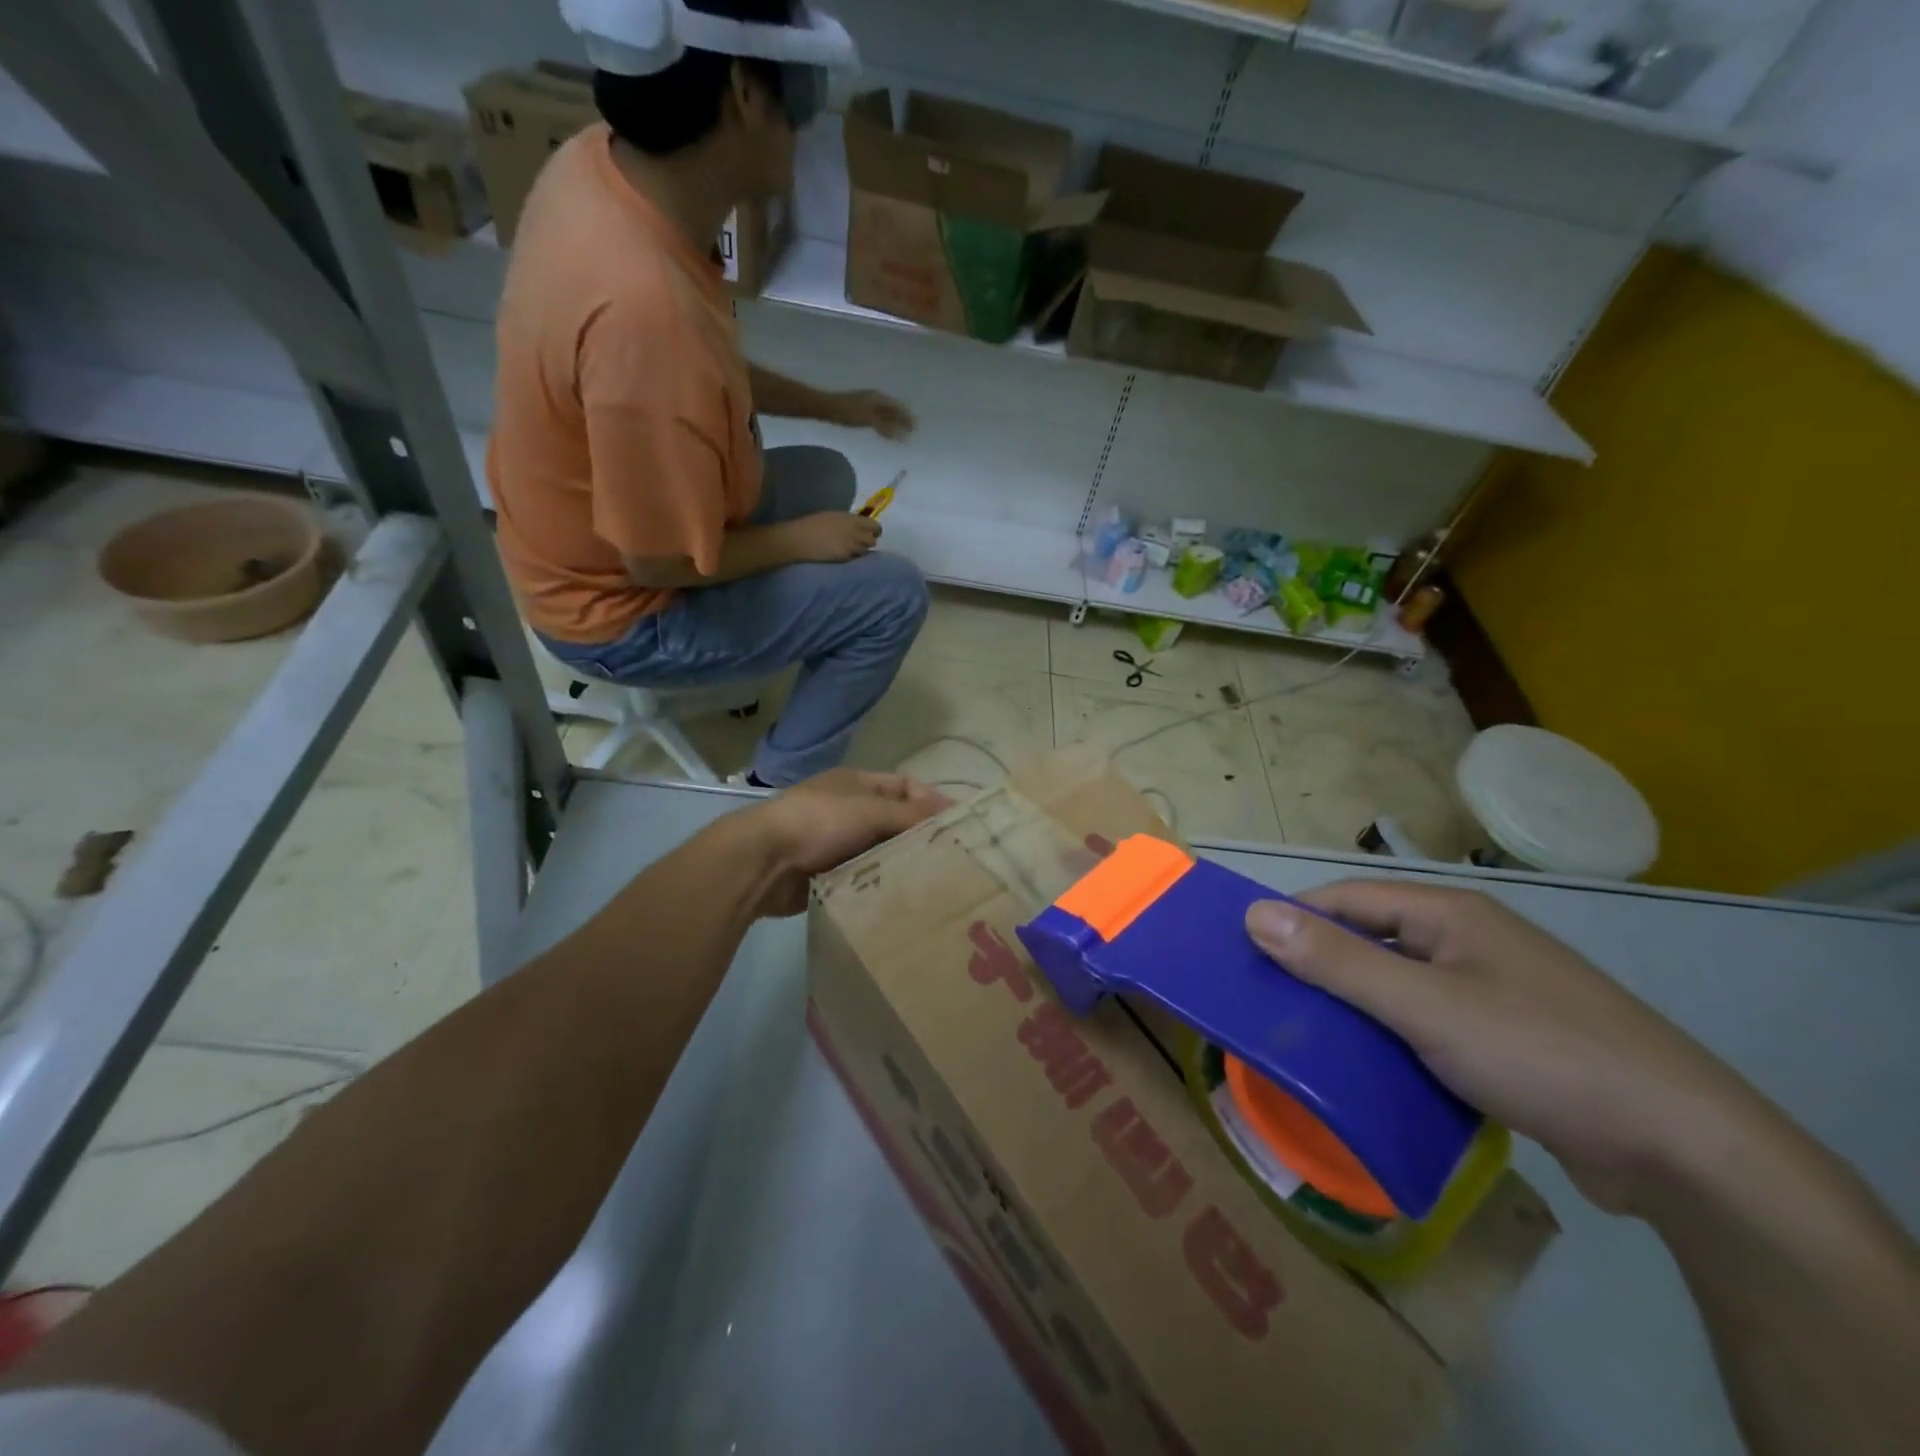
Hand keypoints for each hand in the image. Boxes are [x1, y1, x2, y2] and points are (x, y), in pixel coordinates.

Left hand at [745, 770, 948, 915]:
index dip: (933, 801)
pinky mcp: (829, 875)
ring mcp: (837, 843)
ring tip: (938, 883)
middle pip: (896, 821)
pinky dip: (883, 884)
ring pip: (882, 852)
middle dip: (922, 837)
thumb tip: (950, 816)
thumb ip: (911, 814)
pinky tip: (906, 898)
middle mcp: (849, 810)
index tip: (961, 825)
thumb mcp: (870, 810)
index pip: (906, 787)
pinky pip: (866, 877)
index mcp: (858, 784)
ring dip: (903, 864)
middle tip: (957, 860)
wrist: (763, 862)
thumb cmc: (819, 822)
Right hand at [783, 510, 879, 563]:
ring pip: (865, 552)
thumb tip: (858, 526)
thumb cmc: (812, 524)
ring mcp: (851, 546)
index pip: (874, 526)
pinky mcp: (845, 558)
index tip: (872, 533)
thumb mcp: (833, 516)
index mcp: (851, 519)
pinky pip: (855, 559)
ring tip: (851, 550)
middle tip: (861, 544)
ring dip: (861, 552)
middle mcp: (855, 532)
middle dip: (869, 542)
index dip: (875, 530)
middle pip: (872, 541)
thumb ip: (848, 521)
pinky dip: (853, 558)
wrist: (799, 539)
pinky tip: (845, 556)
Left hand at [830, 389, 915, 439]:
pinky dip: (884, 424)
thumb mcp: (868, 419)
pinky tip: (883, 430)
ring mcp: (868, 403)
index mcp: (879, 398)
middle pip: (893, 410)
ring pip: (885, 413)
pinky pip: (878, 416)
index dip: (907, 418)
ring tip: (900, 433)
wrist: (826, 407)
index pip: (898, 408)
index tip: (915, 428)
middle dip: (902, 420)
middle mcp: (875, 398)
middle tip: (911, 431)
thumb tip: (902, 435)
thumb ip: (885, 427)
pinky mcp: (860, 410)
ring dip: (894, 422)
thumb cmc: (847, 412)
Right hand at [1245, 882, 1758, 1213]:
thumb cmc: (1539, 1052)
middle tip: (1268, 1001)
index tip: (1245, 953)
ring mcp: (1493, 991)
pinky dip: (1393, 1039)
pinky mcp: (1509, 1040)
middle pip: (1371, 940)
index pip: (1347, 899)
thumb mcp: (1424, 1005)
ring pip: (1398, 986)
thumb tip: (1254, 914)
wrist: (1684, 1151)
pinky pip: (1428, 1024)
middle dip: (1319, 967)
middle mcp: (1469, 941)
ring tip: (1304, 1037)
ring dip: (1355, 1008)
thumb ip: (1337, 961)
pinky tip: (1368, 1070)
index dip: (1294, 918)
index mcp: (1450, 914)